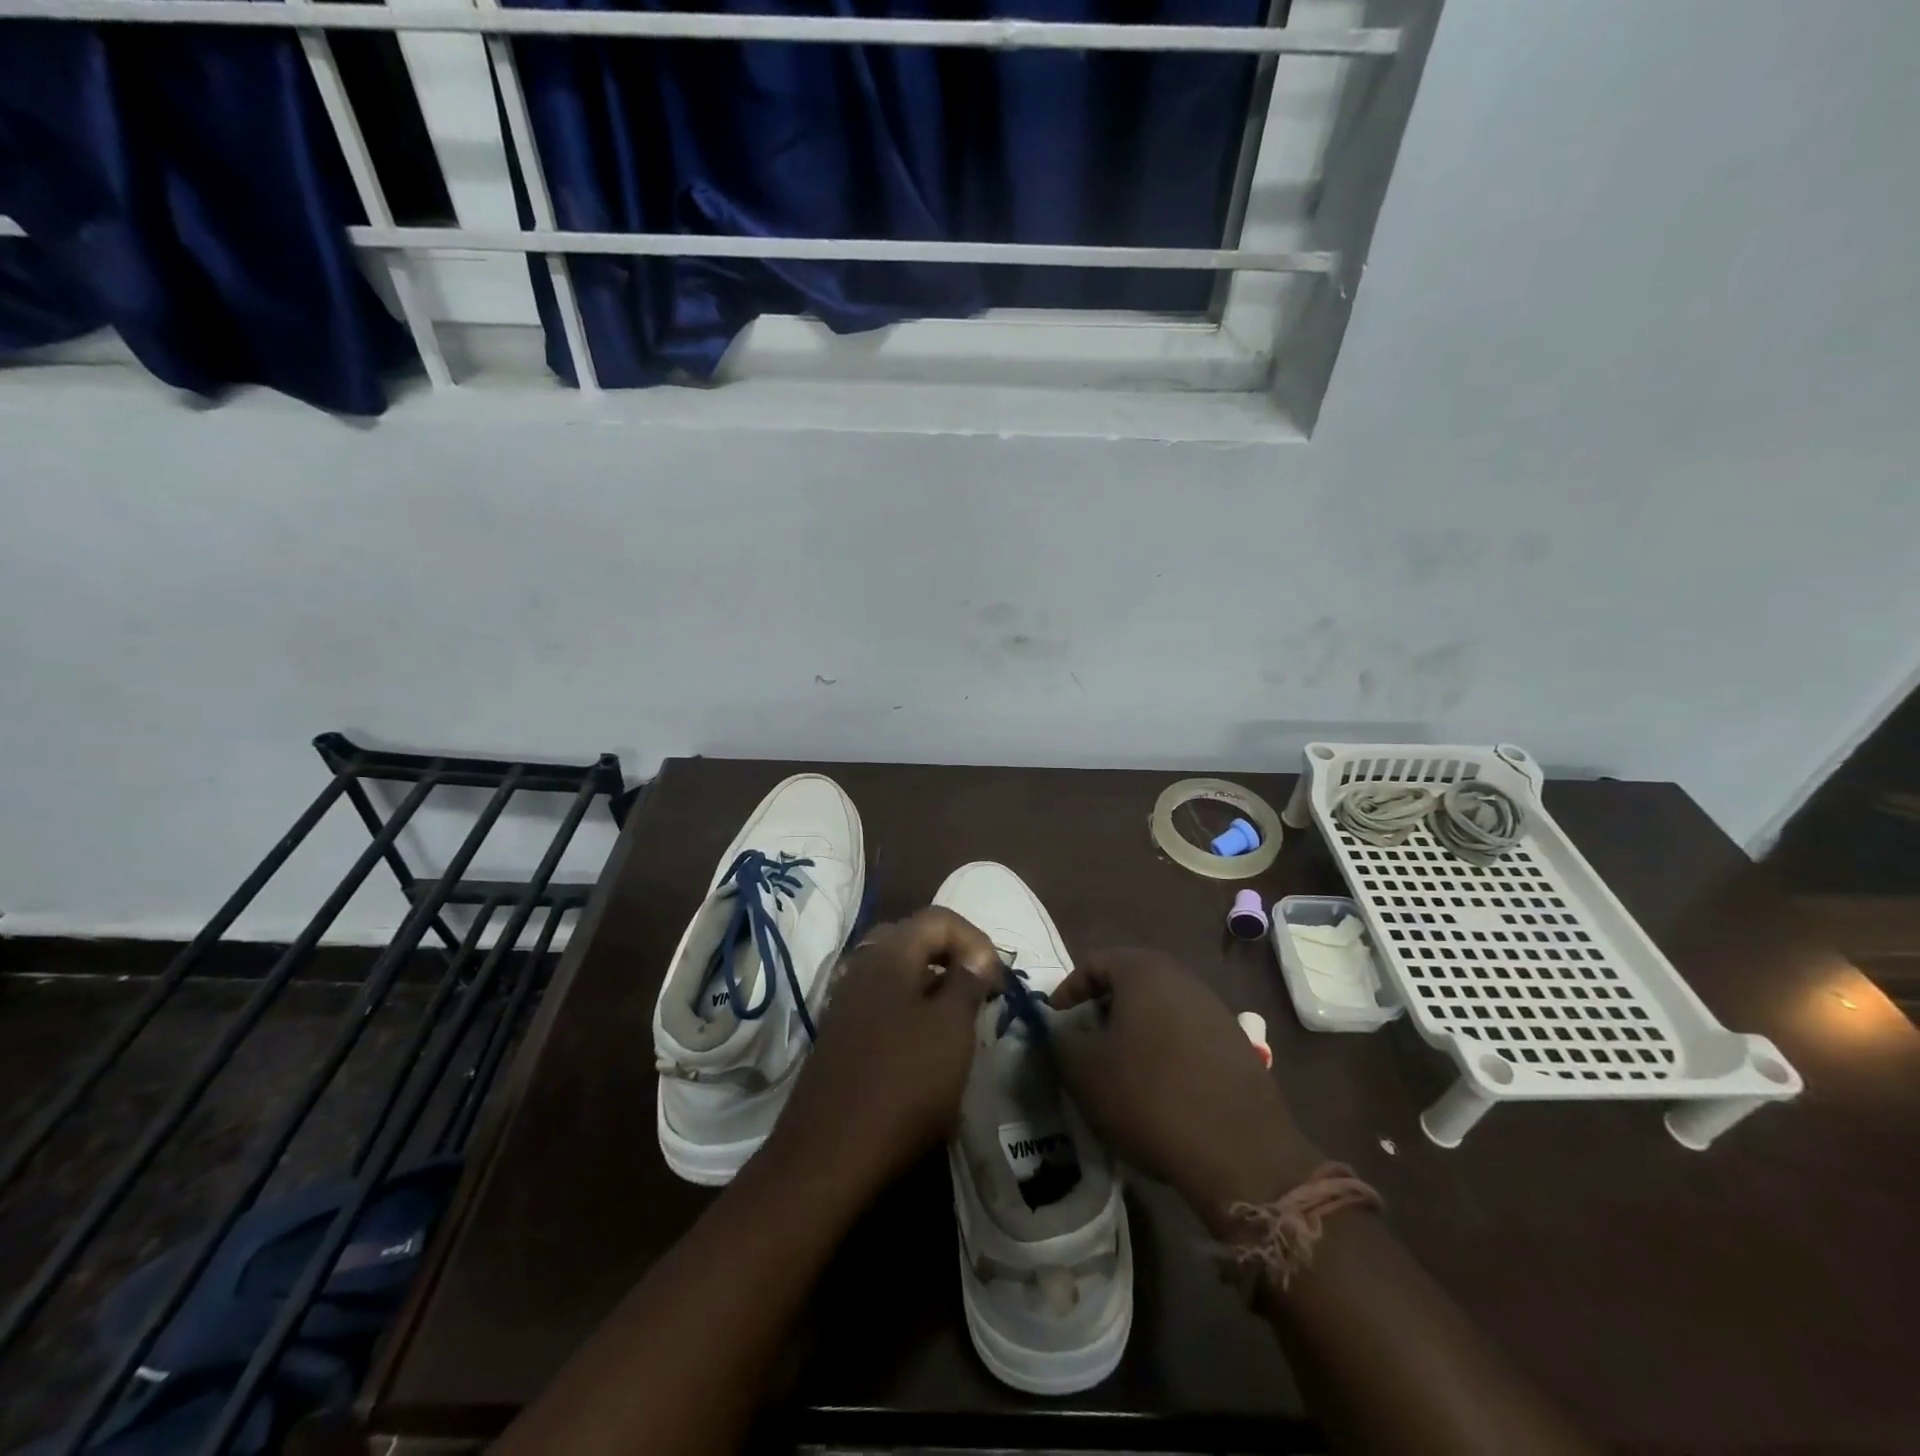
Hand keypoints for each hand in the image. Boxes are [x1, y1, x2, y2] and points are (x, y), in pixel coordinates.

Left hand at [760, 907, 997, 1197]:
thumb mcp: (951, 1029)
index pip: (938, 918)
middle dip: (952, 956)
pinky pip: (883, 1003)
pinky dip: (911, 1009)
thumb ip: (967, 983)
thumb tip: (976, 957)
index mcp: (889, 954)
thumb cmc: (903, 1083)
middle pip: (914, 939)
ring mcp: (846, 1002)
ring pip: (898, 973)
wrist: (829, 1156)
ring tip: (959, 1019)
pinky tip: (926, 1045)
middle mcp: (862, 967)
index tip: (997, 979)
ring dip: (933, 984)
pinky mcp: (841, 1036)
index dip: (976, 938)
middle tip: (979, 989)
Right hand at [1051, 948, 1322, 1233]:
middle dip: (1102, 1009)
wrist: (1239, 1152)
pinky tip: (1158, 1088)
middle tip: (1084, 1042)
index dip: (1068, 990)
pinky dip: (1164, 1051)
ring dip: (1134, 1031)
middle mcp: (1183, 979)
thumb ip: (1061, 1040)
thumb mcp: (1085, 1070)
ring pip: (1160, 1009)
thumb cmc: (1148, 1095)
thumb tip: (1062, 1030)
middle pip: (1130, 983)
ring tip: (1119, 1068)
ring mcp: (1215, 1011)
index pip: (1094, 963)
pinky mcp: (1236, 1046)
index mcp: (1145, 971)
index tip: (1055, 1021)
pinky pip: (1187, 1036)